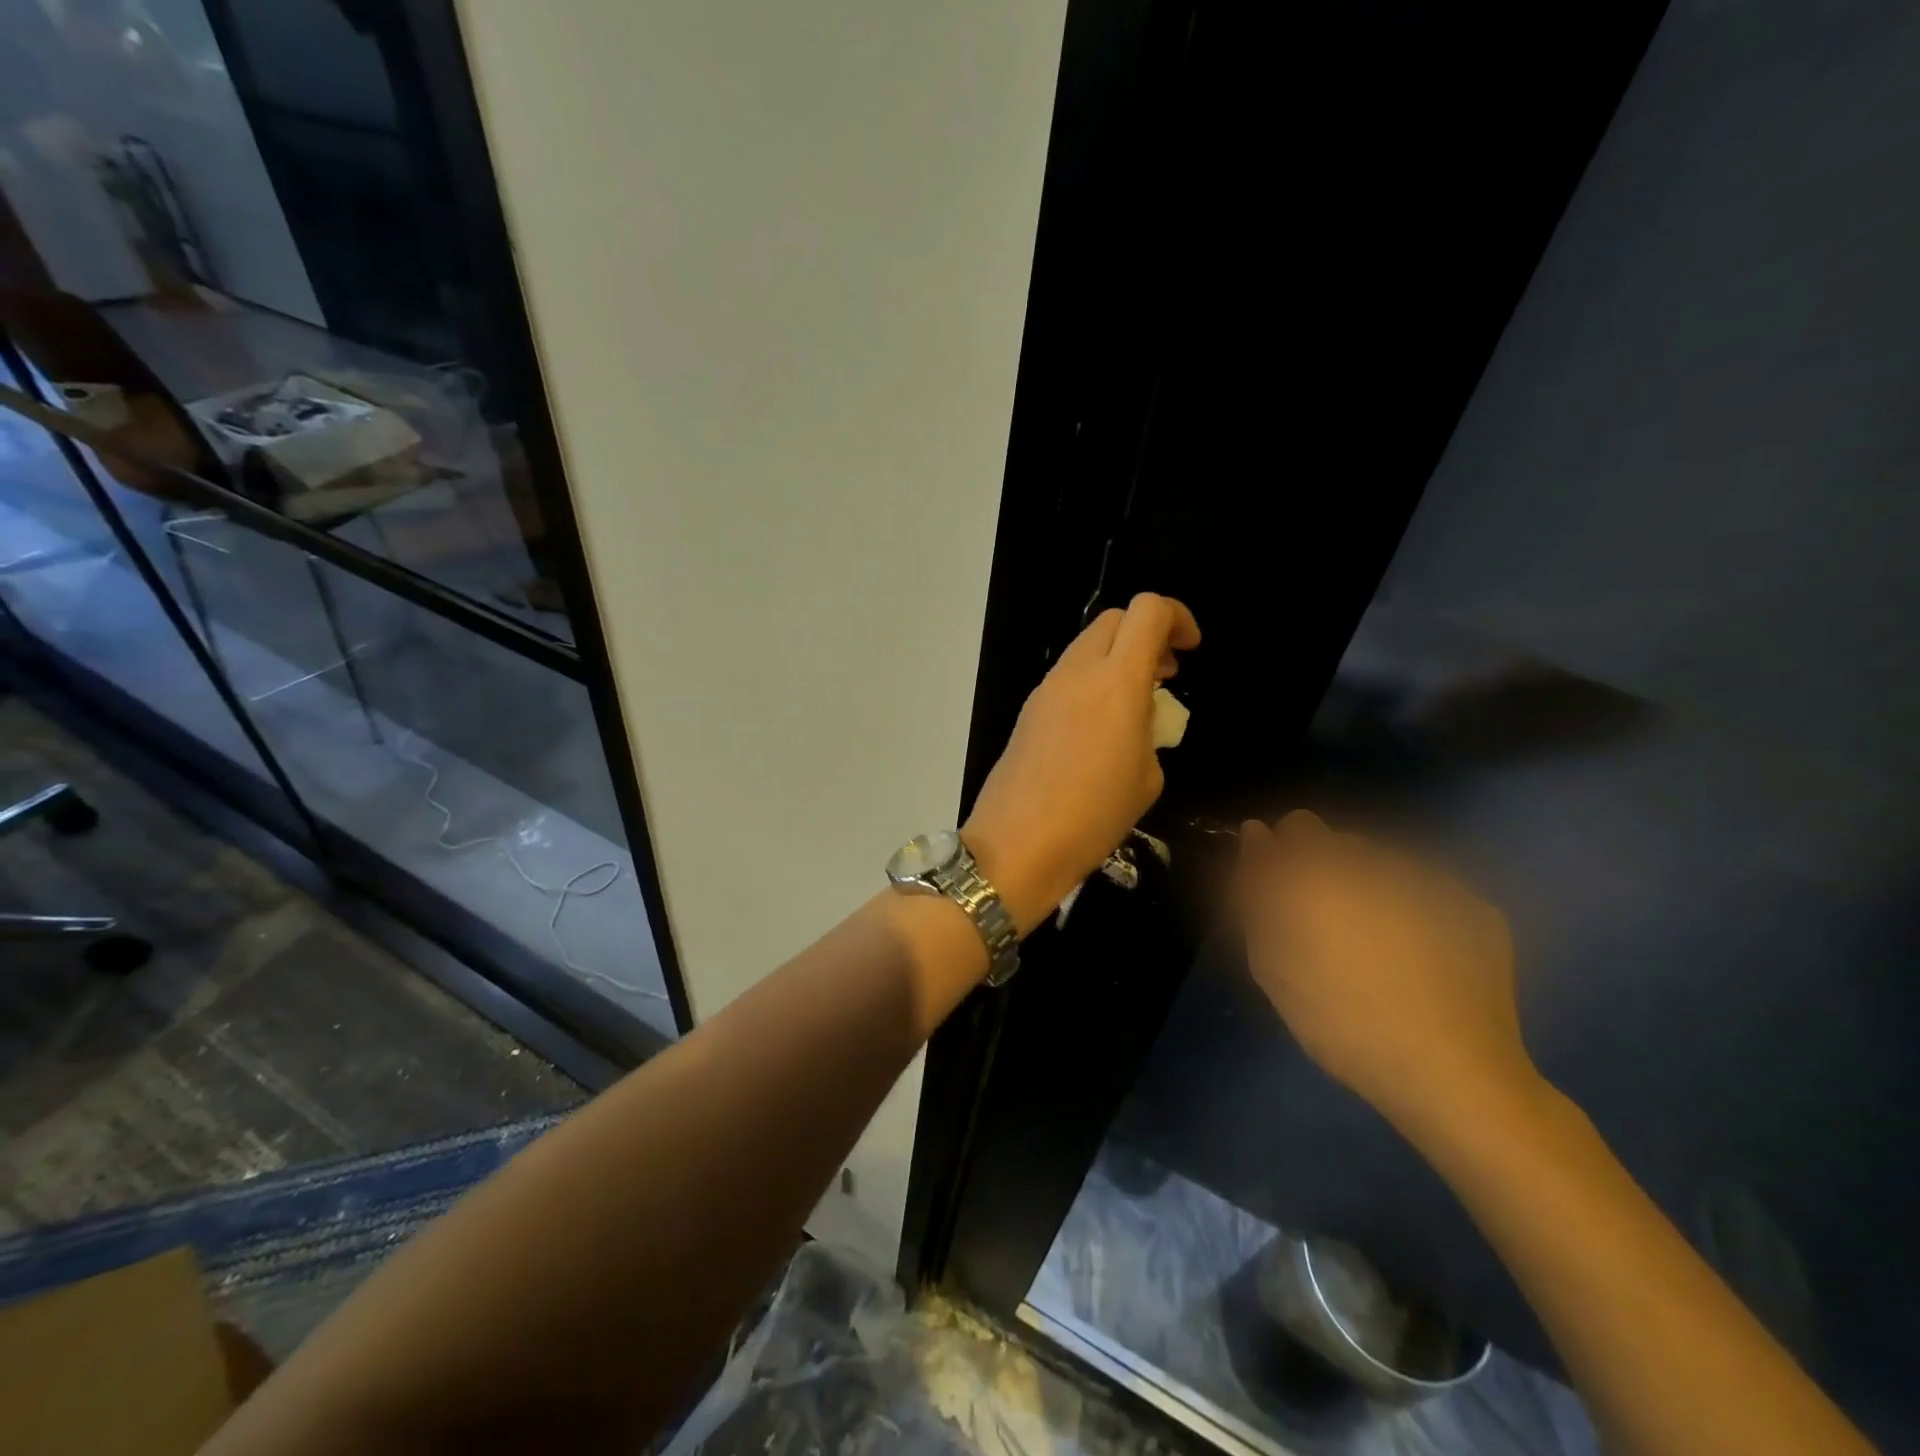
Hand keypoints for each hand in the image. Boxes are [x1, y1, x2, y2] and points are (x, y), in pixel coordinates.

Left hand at [963, 593, 1199, 935]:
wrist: (1017, 843)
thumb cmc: (1094, 816)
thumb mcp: (1147, 777)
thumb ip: (1149, 731)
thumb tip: (1137, 718)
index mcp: (1117, 681)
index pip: (1148, 611)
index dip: (1177, 617)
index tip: (1189, 650)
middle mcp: (1078, 672)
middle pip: (1114, 619)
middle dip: (1146, 634)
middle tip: (1165, 674)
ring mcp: (1046, 689)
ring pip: (1086, 647)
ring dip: (1117, 659)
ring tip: (1136, 704)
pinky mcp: (1028, 711)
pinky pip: (1067, 678)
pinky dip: (1091, 683)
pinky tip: (1099, 728)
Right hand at [1236, 811, 1546, 1139]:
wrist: (1452, 1075)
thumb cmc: (1339, 1021)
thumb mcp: (1270, 962)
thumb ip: (1255, 889)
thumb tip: (1256, 835)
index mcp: (1322, 869)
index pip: (1296, 827)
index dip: (1287, 860)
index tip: (1288, 900)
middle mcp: (1378, 860)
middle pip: (1342, 843)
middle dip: (1329, 873)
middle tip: (1331, 932)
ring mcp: (1434, 880)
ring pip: (1386, 866)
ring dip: (1373, 891)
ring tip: (1379, 950)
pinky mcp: (1476, 907)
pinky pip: (1429, 894)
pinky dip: (1418, 914)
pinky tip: (1423, 962)